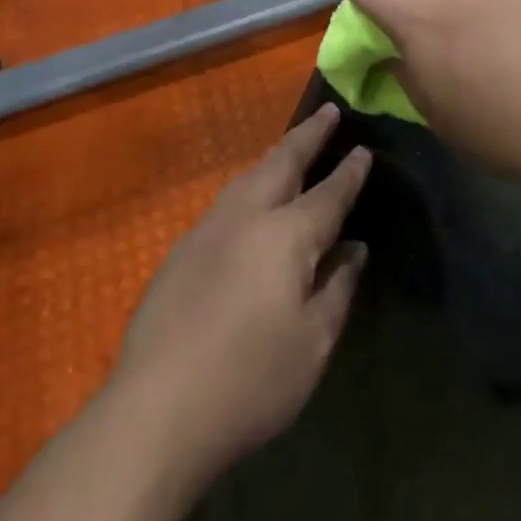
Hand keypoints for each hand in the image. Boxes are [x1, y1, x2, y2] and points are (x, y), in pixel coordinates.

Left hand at [113, 105, 369, 486]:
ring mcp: (208, 229)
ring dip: (275, 156)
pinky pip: (226, 199)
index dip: (349, 172)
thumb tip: (353, 249)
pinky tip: (250, 199)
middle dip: (308, 136)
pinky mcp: (181, 250)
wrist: (157, 408)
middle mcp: (247, 217)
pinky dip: (249, 184)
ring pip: (248, 177)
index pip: (328, 193)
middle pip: (282, 163)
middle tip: (328, 112)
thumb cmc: (251, 380)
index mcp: (287, 235)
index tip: (363, 149)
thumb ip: (337, 287)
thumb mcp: (313, 341)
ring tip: (291, 146)